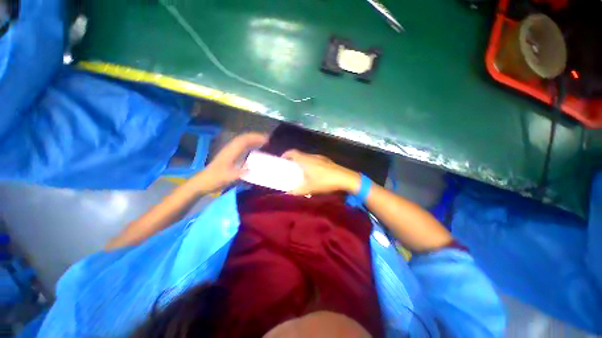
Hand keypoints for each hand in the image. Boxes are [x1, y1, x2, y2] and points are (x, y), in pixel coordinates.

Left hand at [188, 133, 267, 193]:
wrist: (202, 183)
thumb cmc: (215, 179)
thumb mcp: (227, 178)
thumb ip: (240, 173)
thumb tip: (253, 169)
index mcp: (230, 151)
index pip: (244, 140)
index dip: (255, 138)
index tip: (267, 139)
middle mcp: (230, 149)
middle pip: (244, 138)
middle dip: (256, 137)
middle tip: (268, 139)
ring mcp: (229, 152)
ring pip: (242, 142)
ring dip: (253, 140)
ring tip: (263, 142)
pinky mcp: (230, 156)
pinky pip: (241, 147)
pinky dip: (249, 146)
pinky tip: (254, 150)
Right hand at [282, 150, 359, 195]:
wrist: (344, 178)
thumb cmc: (325, 181)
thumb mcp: (309, 188)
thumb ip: (297, 191)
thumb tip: (288, 193)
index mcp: (306, 160)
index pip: (293, 152)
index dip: (286, 154)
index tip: (282, 160)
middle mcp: (312, 156)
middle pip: (300, 155)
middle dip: (294, 160)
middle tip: (291, 169)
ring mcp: (321, 157)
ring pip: (308, 158)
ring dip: (303, 163)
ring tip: (302, 172)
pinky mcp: (327, 161)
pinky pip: (315, 160)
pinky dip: (310, 165)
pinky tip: (314, 174)